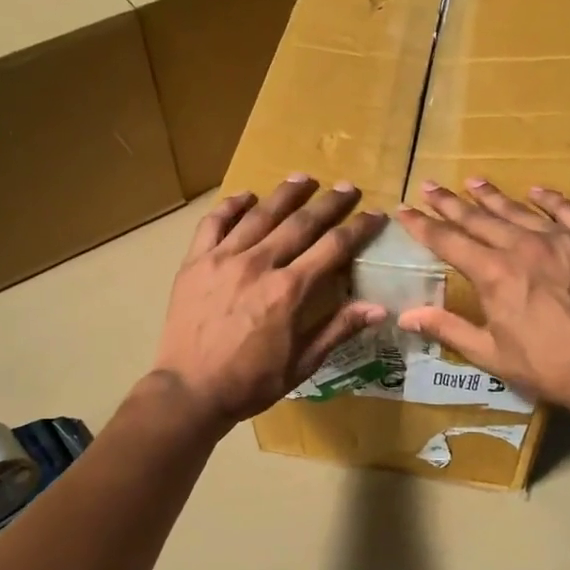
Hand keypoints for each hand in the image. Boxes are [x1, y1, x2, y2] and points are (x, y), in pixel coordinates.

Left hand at [152, 175, 387, 428]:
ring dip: (285, 194)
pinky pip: (214, 223)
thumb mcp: (302, 363)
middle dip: (329, 203)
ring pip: (260, 215)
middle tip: (347, 187)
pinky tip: (246, 197)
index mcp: (289, 291)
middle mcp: (259, 264)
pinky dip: (231, 206)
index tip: (375, 214)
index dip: (358, 228)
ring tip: (303, 178)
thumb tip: (379, 307)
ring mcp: (223, 259)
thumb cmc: (250, 382)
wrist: (190, 391)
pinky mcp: (195, 262)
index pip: (333, 248)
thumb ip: (338, 329)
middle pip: (300, 223)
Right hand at [393, 179, 569, 413]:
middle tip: (429, 186)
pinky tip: (535, 191)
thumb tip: (405, 315)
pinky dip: (549, 199)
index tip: (404, 211)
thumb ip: (446, 328)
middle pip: (479, 218)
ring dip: (492, 196)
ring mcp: (561, 240)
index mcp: (493, 273)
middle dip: (449, 203)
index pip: (448, 241)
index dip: (423, 225)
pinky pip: (567, 211)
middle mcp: (523, 247)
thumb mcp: (488, 352)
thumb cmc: (544, 365)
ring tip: (473, 182)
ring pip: (519, 210)